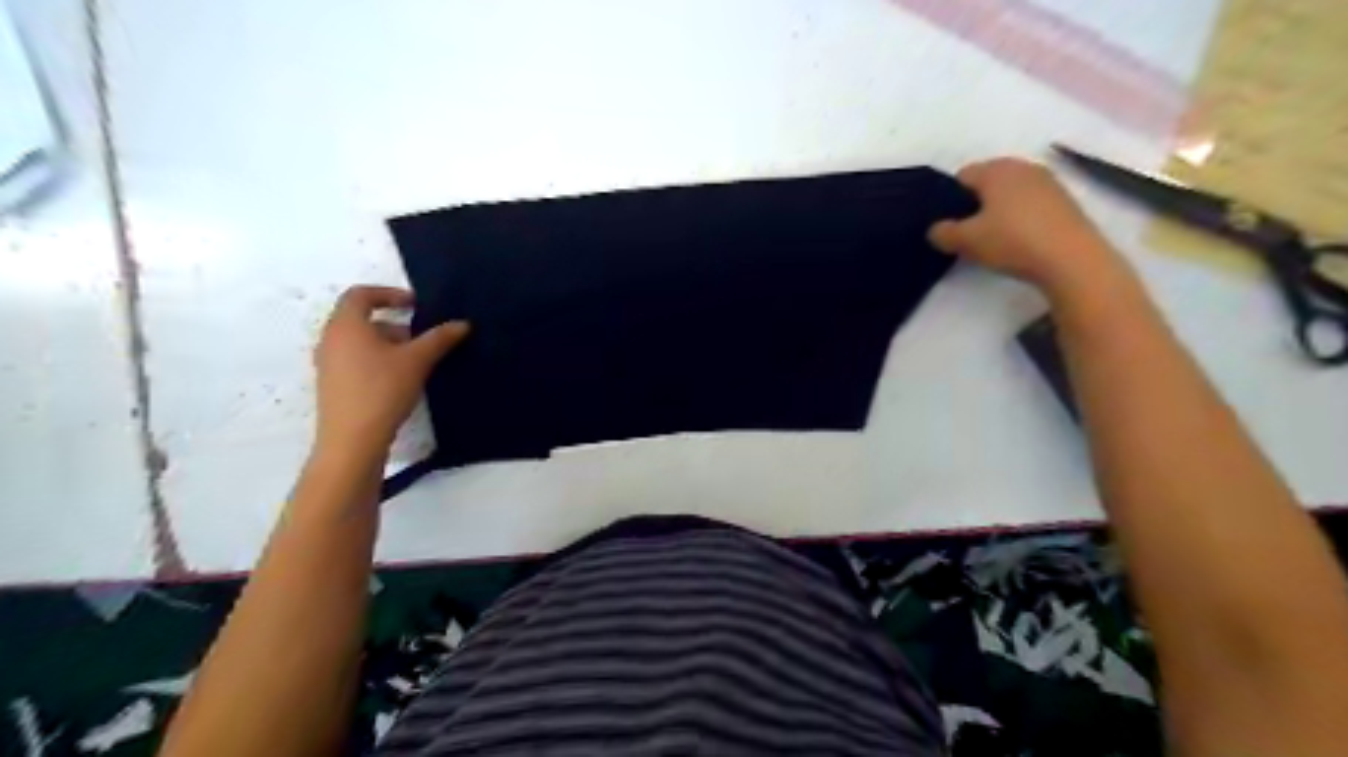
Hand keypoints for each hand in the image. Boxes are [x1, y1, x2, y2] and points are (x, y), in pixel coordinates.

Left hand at [314, 285, 469, 456]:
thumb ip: (440, 338)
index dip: (389, 293)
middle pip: (360, 319)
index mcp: (345, 325)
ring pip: (359, 342)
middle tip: (421, 336)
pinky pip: (355, 360)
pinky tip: (400, 380)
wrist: (352, 440)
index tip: (415, 305)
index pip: (360, 294)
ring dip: (388, 343)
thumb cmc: (382, 390)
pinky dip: (377, 360)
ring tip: (416, 360)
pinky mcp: (332, 385)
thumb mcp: (417, 361)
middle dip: (394, 323)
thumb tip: (463, 324)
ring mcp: (328, 363)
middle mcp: (330, 339)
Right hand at [929, 157, 1129, 296]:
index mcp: (995, 169)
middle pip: (988, 181)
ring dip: (998, 211)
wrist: (1072, 258)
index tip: (948, 224)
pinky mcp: (1065, 200)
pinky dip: (1020, 217)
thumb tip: (936, 229)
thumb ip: (943, 232)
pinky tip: (1019, 241)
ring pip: (1010, 192)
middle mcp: (1022, 166)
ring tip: (993, 239)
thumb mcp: (966, 241)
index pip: (961, 176)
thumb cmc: (1012, 241)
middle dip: (975, 204)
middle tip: (967, 233)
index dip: (949, 199)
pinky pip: (1030, 203)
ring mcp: (1048, 181)